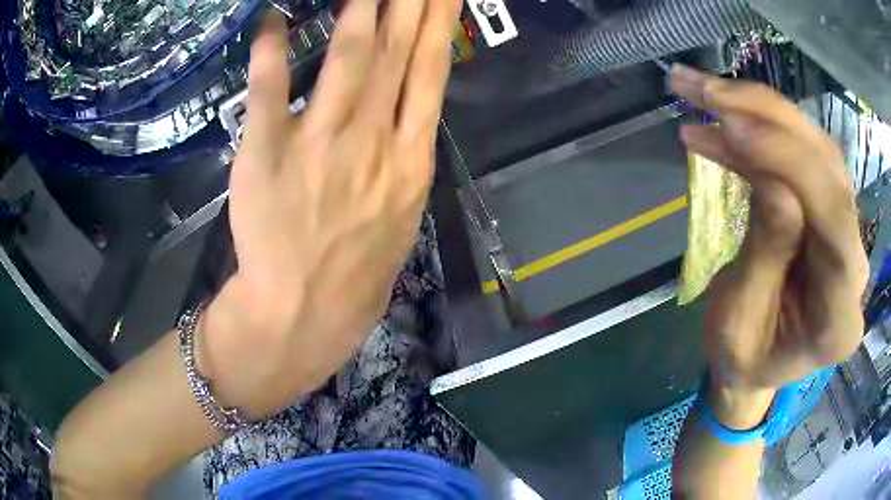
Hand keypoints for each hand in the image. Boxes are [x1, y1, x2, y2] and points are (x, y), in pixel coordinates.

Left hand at [198, 0, 459, 418]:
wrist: (304, 315)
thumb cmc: (356, 273)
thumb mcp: (401, 214)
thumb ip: (404, 157)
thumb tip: (408, 111)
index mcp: (411, 160)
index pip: (432, 74)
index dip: (439, 26)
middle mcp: (373, 142)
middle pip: (396, 55)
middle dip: (409, 4)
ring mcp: (319, 146)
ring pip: (346, 61)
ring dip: (357, 13)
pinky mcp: (267, 157)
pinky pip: (268, 93)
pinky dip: (268, 53)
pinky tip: (270, 22)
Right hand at [671, 66, 868, 425]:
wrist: (756, 363)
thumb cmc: (743, 359)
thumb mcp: (740, 324)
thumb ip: (765, 257)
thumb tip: (774, 182)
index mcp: (838, 318)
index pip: (834, 220)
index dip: (790, 163)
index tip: (732, 127)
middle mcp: (855, 267)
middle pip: (829, 170)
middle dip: (768, 118)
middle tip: (704, 91)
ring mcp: (846, 235)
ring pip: (816, 150)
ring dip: (760, 112)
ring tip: (703, 94)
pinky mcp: (830, 213)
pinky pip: (803, 156)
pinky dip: (761, 131)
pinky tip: (723, 123)